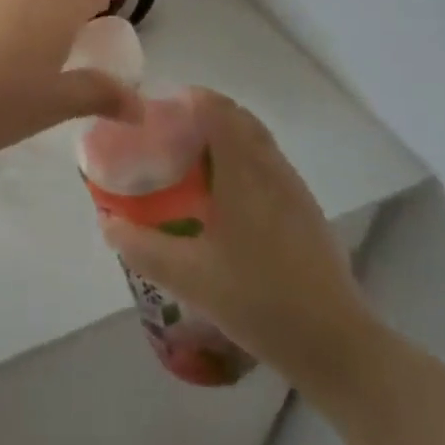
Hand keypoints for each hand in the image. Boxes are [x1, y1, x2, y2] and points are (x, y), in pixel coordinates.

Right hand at [100, 90, 379, 380]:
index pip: (218, 109)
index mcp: (245, 171)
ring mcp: (294, 190)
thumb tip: (108, 224)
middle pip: (238, 119)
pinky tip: (224, 200)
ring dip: (224, 138)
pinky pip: (268, 165)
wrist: (336, 345)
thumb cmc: (259, 300)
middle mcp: (272, 168)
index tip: (159, 111)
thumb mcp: (188, 277)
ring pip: (256, 142)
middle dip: (203, 116)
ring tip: (190, 163)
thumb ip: (142, 247)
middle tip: (168, 136)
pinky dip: (242, 162)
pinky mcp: (306, 212)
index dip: (188, 99)